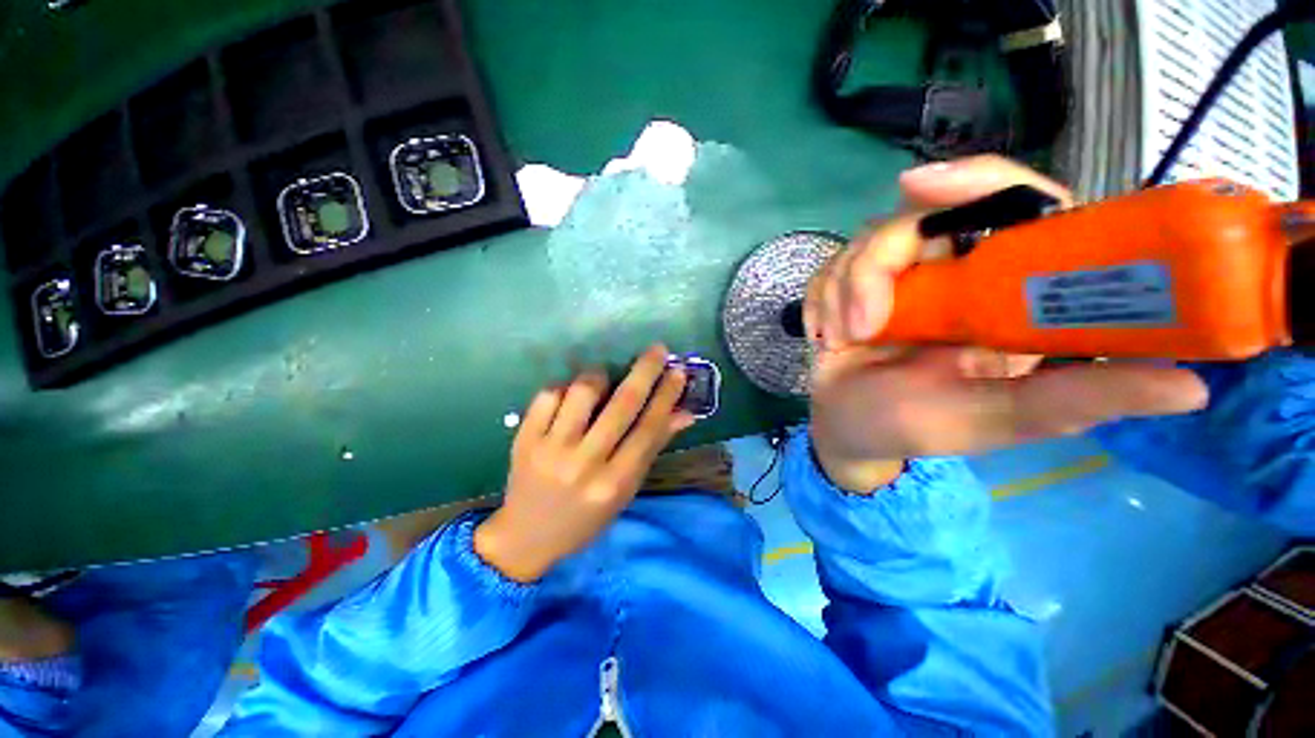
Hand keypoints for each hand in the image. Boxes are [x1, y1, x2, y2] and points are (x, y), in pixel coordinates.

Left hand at [474, 345, 693, 581]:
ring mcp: (551, 449)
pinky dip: (565, 387)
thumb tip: (685, 413)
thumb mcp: (625, 490)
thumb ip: (653, 448)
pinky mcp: (524, 438)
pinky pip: (548, 395)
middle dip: (645, 370)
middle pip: (622, 404)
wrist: (526, 537)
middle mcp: (585, 463)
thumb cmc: (586, 518)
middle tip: (657, 350)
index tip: (677, 371)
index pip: (649, 428)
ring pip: (582, 391)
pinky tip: (571, 396)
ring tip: (604, 379)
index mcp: (615, 482)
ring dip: (600, 376)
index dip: (666, 395)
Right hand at [804, 156, 1209, 491]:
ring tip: (841, 342)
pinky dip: (819, 301)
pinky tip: (824, 337)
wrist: (850, 430)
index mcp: (1004, 290)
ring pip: (860, 244)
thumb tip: (1192, 384)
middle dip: (874, 269)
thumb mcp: (1000, 420)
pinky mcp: (848, 288)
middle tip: (863, 325)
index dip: (974, 181)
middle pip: (914, 218)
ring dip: (842, 294)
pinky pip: (826, 270)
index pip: (1011, 203)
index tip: (919, 187)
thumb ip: (1079, 399)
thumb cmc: (920, 426)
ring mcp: (895, 278)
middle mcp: (952, 270)